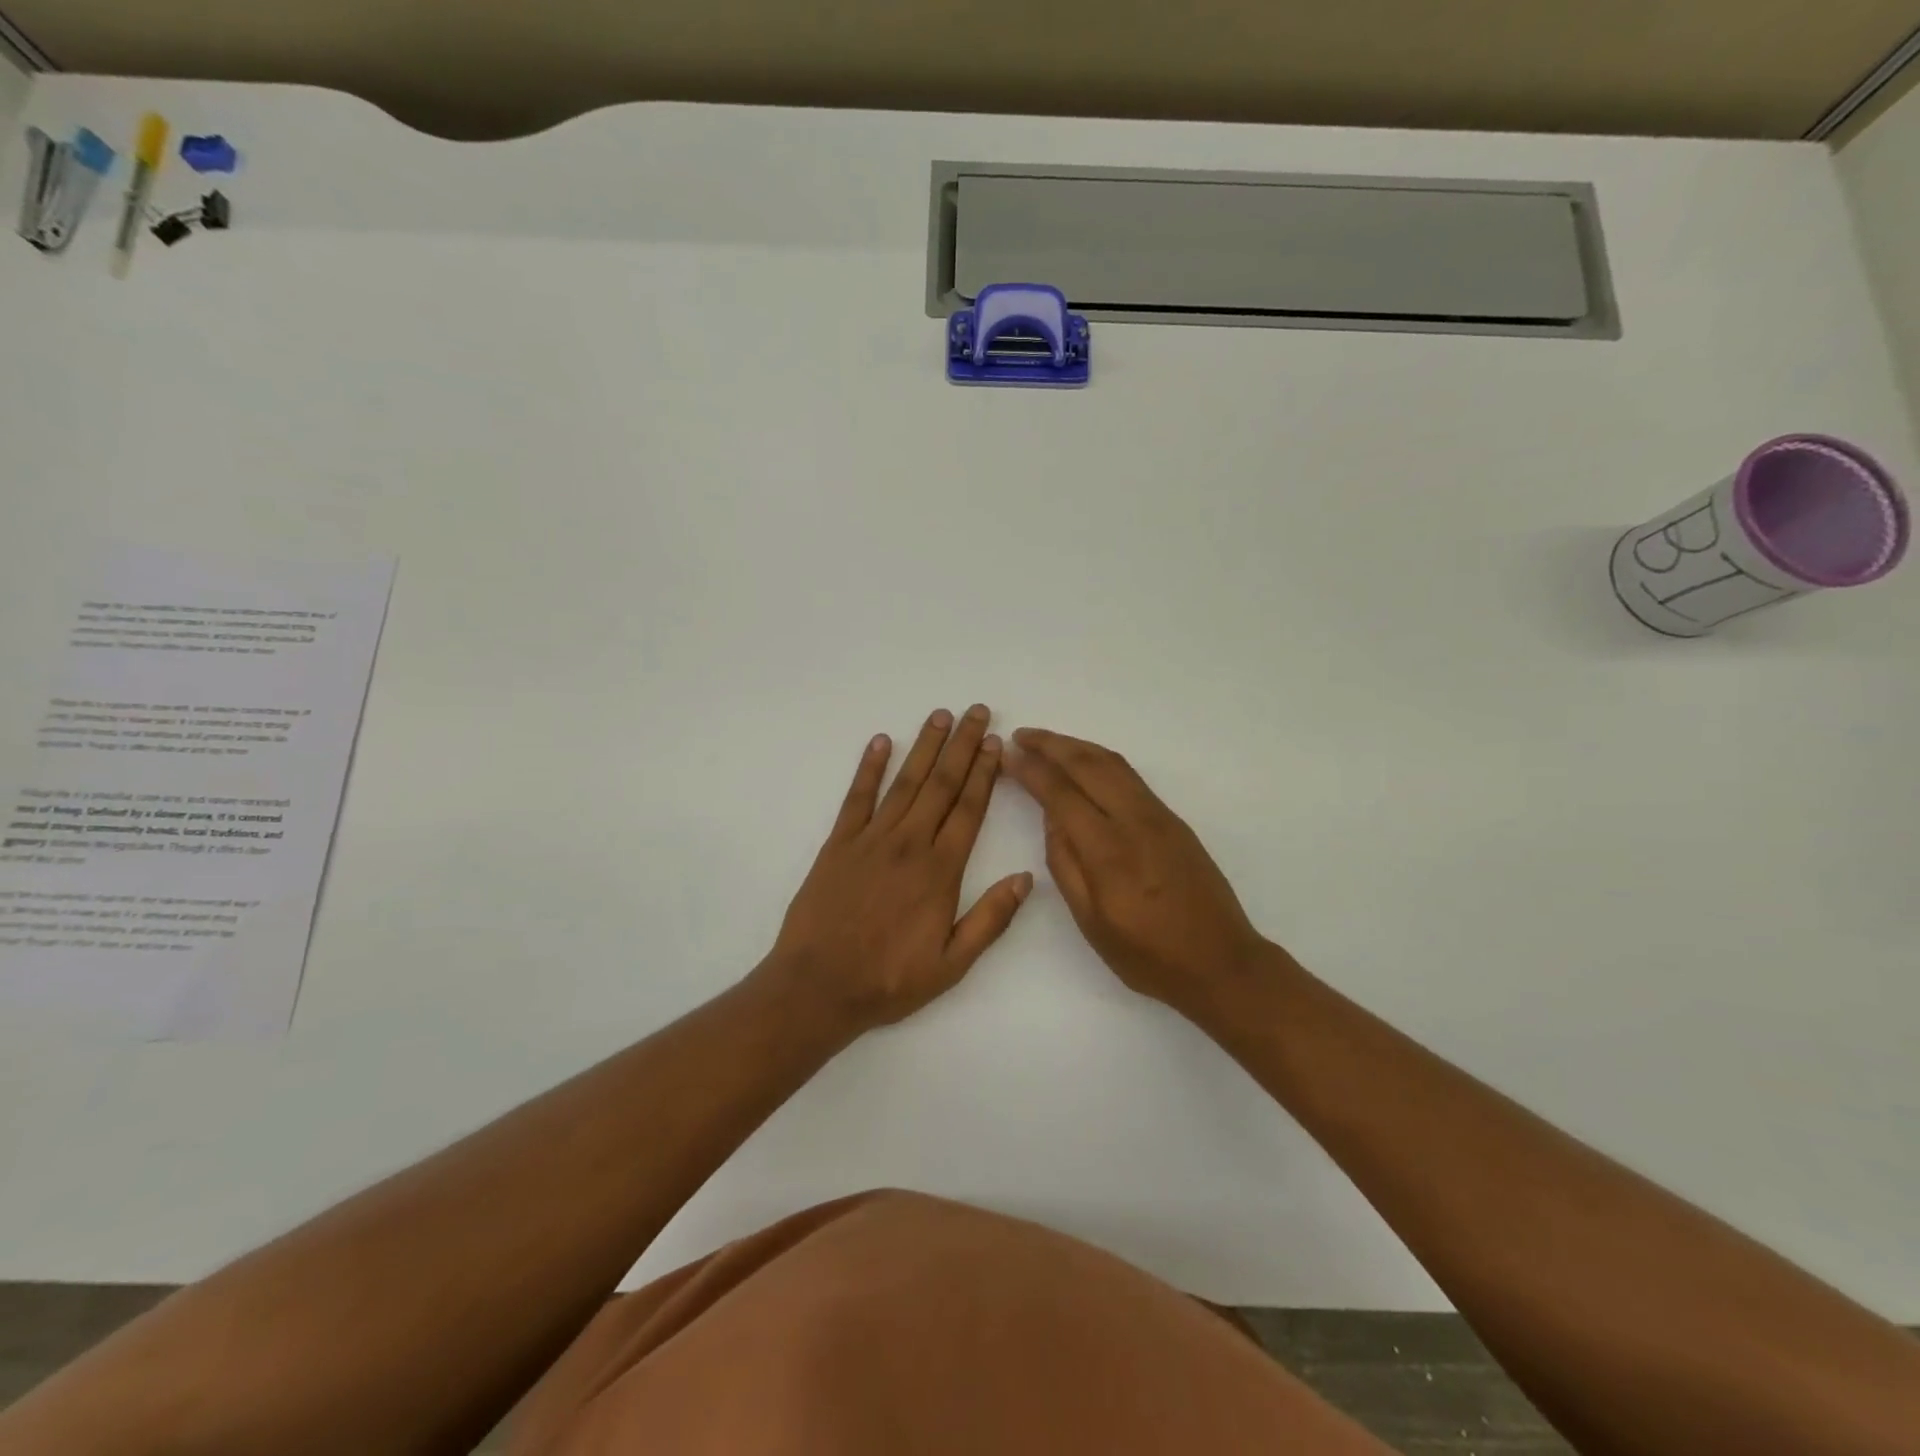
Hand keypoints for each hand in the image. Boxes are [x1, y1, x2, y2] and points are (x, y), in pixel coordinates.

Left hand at [766, 706, 1033, 1034]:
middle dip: (962, 746)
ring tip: (940, 716)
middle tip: (977, 712)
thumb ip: (991, 919)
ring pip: (905, 782)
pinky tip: (880, 741)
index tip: (996, 743)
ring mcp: (871, 839)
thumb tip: (1026, 879)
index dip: (985, 773)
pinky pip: (857, 797)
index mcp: (940, 871)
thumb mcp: (952, 964)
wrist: (818, 987)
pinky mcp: (838, 843)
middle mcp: (909, 844)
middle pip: (941, 785)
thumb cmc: (889, 980)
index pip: (969, 810)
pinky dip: (869, 767)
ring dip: (924, 747)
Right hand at [1006, 728, 1269, 1024]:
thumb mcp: (1091, 921)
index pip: (1061, 793)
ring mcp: (1159, 816)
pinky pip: (1130, 776)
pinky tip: (1086, 764)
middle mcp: (1135, 820)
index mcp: (1108, 850)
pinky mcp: (1173, 819)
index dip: (1031, 770)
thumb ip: (1066, 863)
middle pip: (1088, 764)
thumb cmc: (1147, 955)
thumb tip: (1052, 817)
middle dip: (1051, 744)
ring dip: (1077, 746)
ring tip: (1047, 742)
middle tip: (1021, 736)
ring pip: (1113, 763)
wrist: (1221, 962)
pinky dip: (1101, 760)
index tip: (1008, 755)